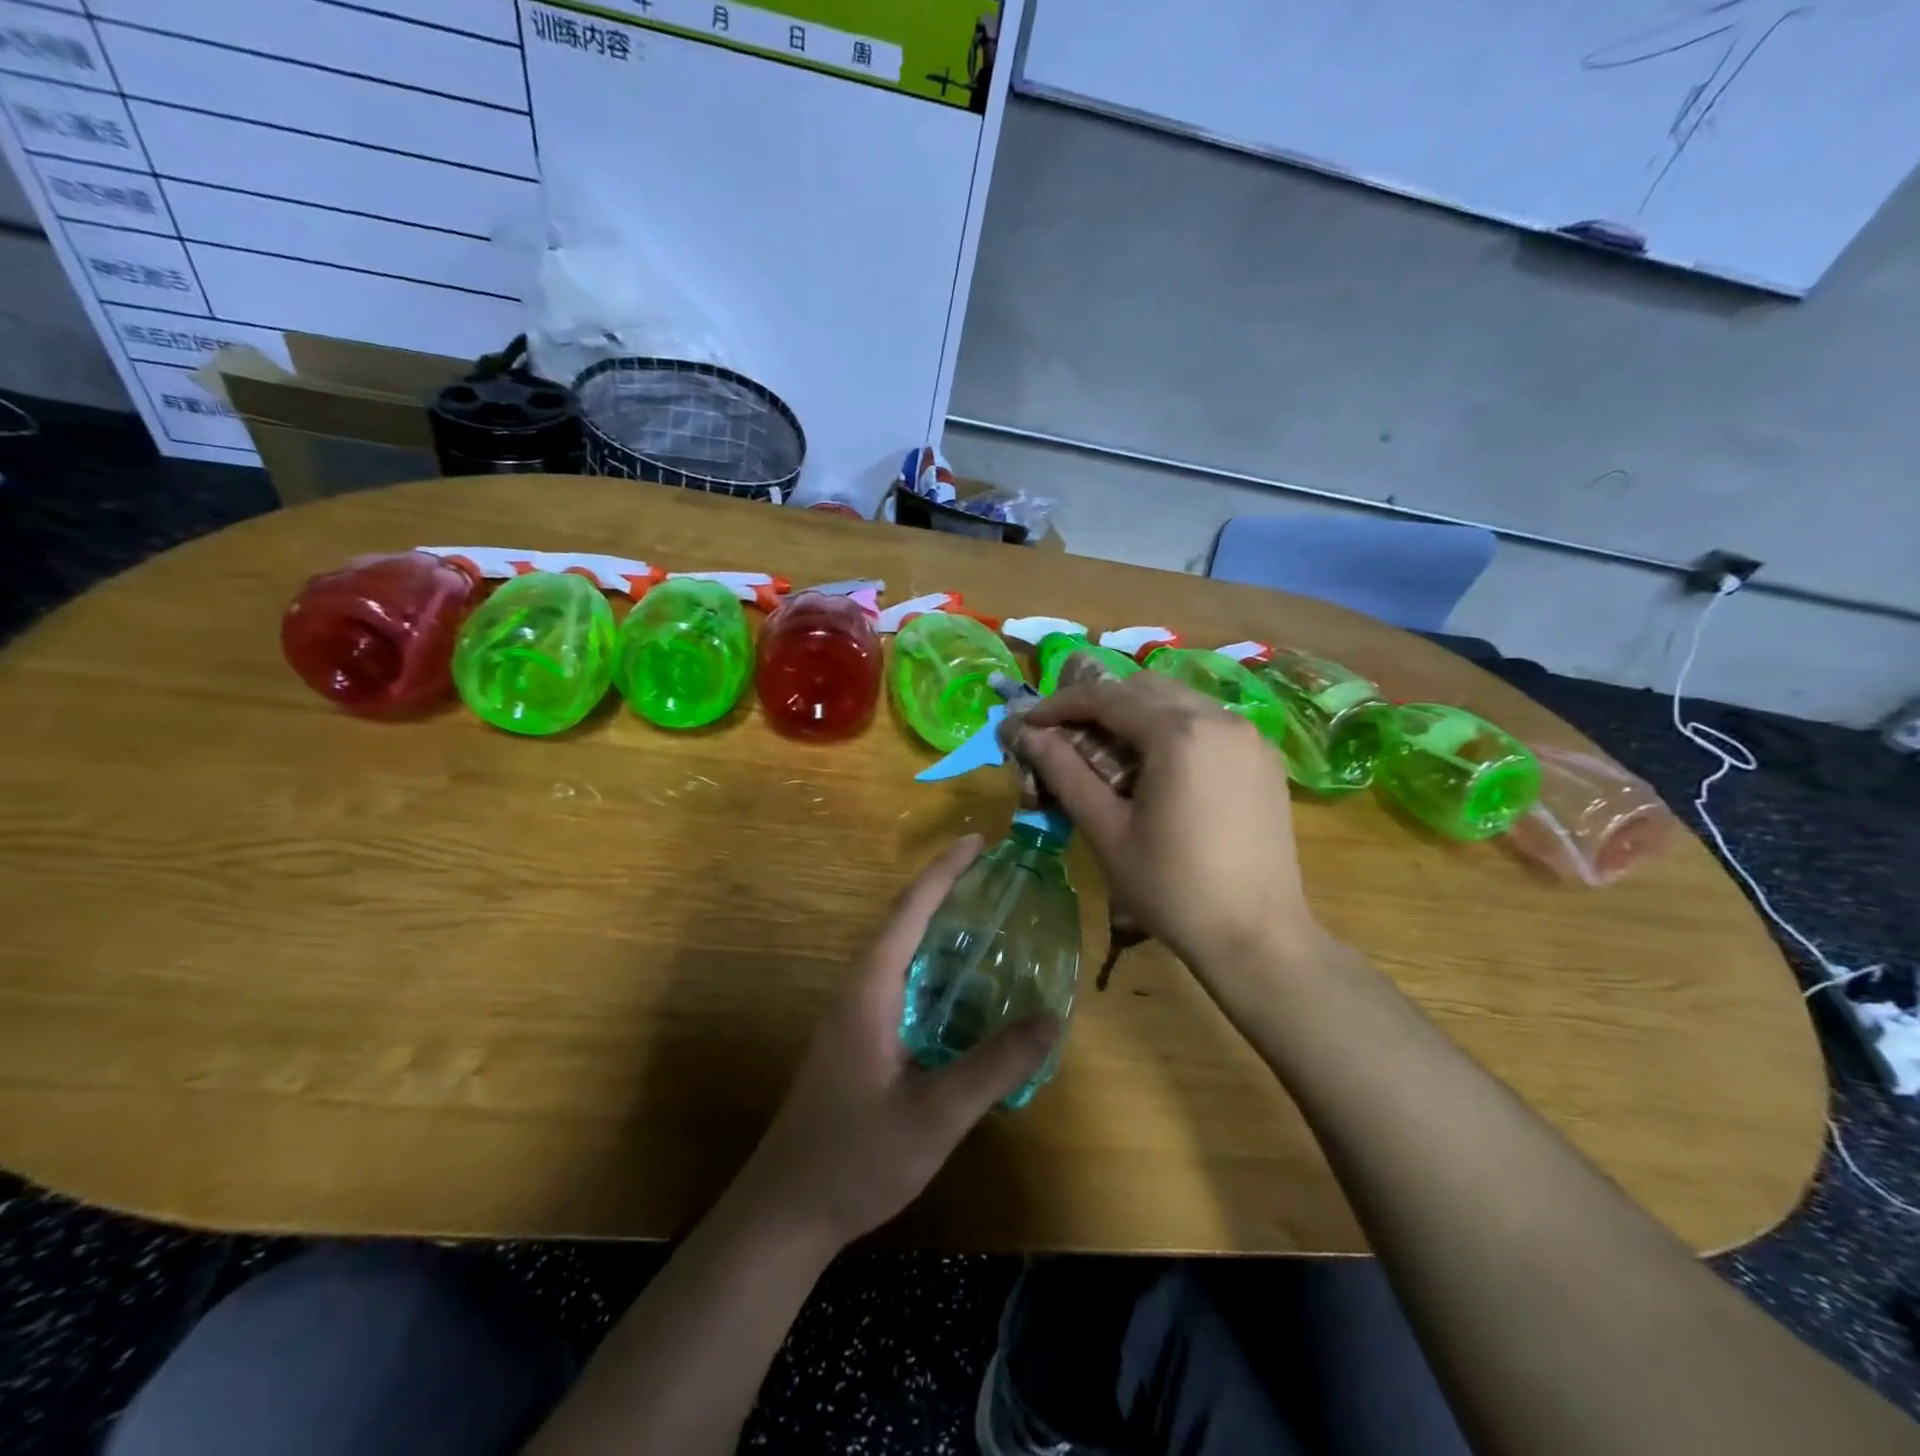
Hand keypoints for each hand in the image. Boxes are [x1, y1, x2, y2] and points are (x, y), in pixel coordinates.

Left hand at [732, 837, 1058, 1248]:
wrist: (787, 1210)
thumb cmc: (857, 1157)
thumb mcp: (936, 1115)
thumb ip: (994, 1066)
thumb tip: (1051, 1018)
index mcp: (870, 989)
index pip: (910, 910)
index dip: (944, 871)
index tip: (977, 841)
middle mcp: (857, 988)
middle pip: (903, 921)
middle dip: (945, 890)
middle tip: (994, 876)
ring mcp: (852, 1014)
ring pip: (899, 952)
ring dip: (937, 927)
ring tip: (986, 919)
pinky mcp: (856, 1037)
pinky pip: (899, 981)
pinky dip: (932, 966)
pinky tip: (962, 989)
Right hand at [1021, 672, 1327, 985]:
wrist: (1259, 937)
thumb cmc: (1172, 888)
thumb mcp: (1107, 830)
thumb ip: (1065, 772)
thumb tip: (1027, 734)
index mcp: (1179, 733)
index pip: (1107, 697)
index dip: (1061, 704)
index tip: (1029, 721)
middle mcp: (1220, 718)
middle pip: (1144, 688)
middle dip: (1099, 703)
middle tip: (1065, 734)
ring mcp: (1249, 735)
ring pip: (1179, 699)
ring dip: (1136, 713)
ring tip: (1107, 750)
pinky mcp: (1264, 757)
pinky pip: (1208, 722)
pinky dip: (1172, 727)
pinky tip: (1157, 766)